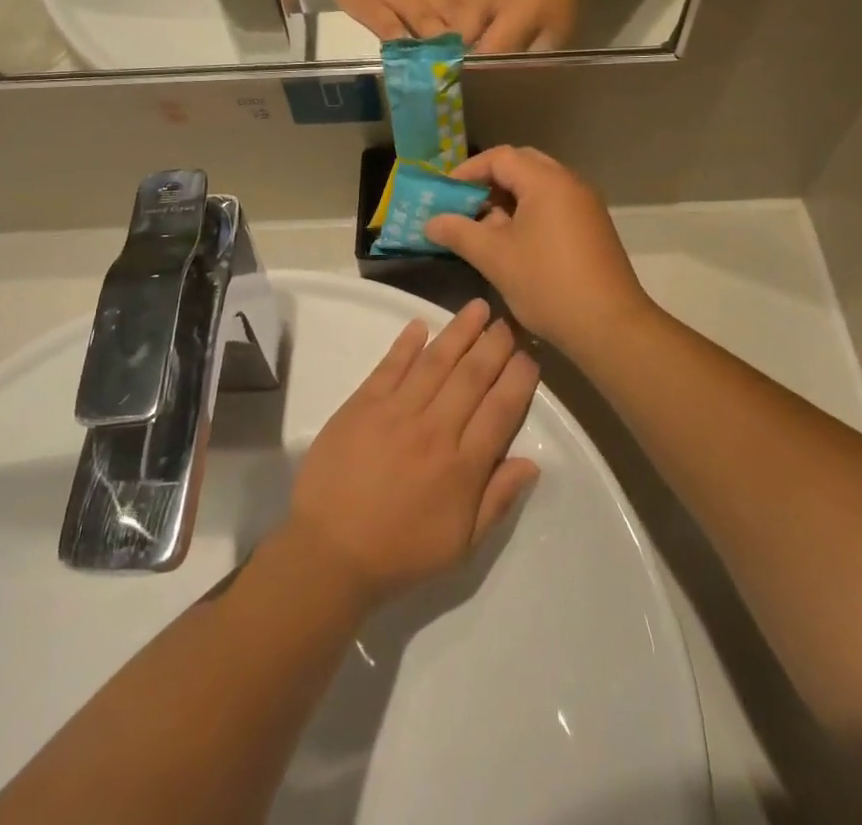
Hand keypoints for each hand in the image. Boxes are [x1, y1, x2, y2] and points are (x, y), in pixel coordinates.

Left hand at [285, 299, 539, 607]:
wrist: (329, 553)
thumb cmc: (400, 552)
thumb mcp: (461, 544)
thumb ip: (498, 500)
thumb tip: (532, 461)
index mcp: (463, 467)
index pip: (501, 410)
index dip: (518, 379)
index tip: (529, 356)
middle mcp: (435, 430)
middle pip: (472, 376)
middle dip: (495, 345)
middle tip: (509, 321)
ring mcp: (396, 412)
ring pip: (436, 362)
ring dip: (460, 332)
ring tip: (478, 308)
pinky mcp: (362, 404)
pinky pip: (390, 366)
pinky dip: (406, 343)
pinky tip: (421, 324)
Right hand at [424, 147, 653, 353]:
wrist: (609, 325)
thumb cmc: (548, 284)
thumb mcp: (495, 258)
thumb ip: (459, 233)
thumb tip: (430, 222)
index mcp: (546, 181)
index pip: (500, 157)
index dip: (468, 171)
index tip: (444, 194)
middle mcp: (569, 183)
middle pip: (521, 165)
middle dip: (489, 181)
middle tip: (463, 205)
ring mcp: (585, 204)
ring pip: (539, 186)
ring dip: (508, 198)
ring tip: (483, 227)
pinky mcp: (592, 226)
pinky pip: (554, 204)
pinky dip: (529, 212)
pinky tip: (513, 242)